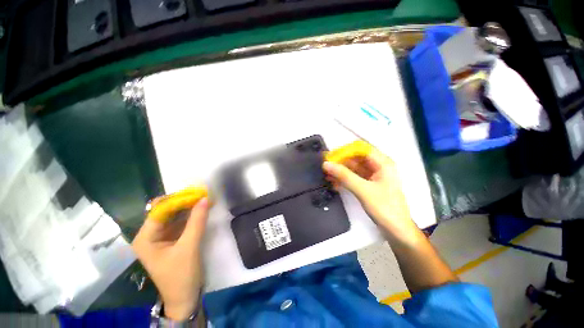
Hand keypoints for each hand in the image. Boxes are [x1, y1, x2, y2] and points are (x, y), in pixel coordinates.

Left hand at [132, 196, 209, 320]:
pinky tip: (203, 209)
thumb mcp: (189, 247)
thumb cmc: (181, 275)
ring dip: (190, 207)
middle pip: (167, 211)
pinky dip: (192, 215)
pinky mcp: (172, 239)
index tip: (197, 193)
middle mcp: (150, 234)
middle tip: (203, 194)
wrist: (185, 297)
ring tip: (206, 199)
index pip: (160, 210)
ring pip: (175, 215)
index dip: (178, 199)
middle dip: (185, 202)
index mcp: (145, 238)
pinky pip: (181, 222)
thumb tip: (205, 199)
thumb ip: (197, 221)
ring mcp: (161, 236)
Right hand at [322, 149, 416, 239]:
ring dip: (341, 171)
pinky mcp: (369, 185)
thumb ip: (344, 176)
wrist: (396, 231)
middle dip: (341, 162)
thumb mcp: (363, 190)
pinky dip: (344, 179)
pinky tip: (334, 183)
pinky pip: (354, 177)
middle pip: (356, 158)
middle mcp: (378, 166)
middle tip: (325, 166)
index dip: (345, 151)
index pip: (361, 149)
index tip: (330, 156)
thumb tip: (326, 164)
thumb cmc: (384, 208)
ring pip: (354, 168)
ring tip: (326, 175)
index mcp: (383, 163)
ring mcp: (374, 176)